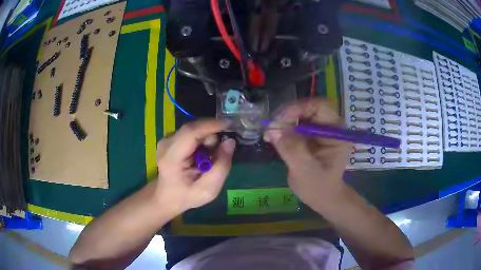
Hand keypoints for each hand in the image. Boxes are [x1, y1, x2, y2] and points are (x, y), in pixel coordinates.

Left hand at [155, 119, 235, 215]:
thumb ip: (221, 167)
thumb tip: (230, 142)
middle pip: (193, 128)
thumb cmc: (187, 196)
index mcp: (171, 158)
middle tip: (220, 152)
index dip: (211, 125)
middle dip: (211, 135)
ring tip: (208, 158)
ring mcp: (166, 139)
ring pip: (194, 129)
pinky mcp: (170, 138)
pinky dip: (201, 140)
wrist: (167, 197)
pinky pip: (191, 132)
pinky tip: (201, 155)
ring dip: (206, 139)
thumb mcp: (209, 190)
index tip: (230, 124)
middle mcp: (166, 143)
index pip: (190, 132)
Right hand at [264, 98, 350, 206]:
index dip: (301, 108)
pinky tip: (271, 138)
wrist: (322, 197)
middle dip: (288, 116)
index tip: (281, 119)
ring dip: (282, 123)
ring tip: (269, 135)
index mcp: (336, 133)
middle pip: (307, 109)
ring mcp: (318, 131)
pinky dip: (281, 130)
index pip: (321, 107)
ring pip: (298, 116)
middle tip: (271, 128)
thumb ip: (292, 150)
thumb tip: (273, 130)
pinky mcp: (308, 137)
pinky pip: (293, 126)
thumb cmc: (319, 187)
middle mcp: (328, 127)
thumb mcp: (306, 171)